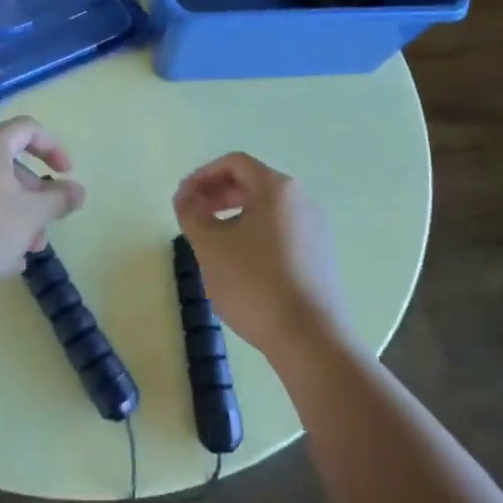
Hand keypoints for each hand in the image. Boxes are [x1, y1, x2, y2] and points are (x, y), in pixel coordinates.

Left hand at [0, 117, 84, 299]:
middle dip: (34, 195)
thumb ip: (60, 199)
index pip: (28, 129)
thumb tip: (78, 189)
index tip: (67, 173)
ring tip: (26, 251)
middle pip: (8, 165)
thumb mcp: (32, 215)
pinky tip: (0, 262)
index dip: (53, 147)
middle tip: (46, 224)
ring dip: (15, 217)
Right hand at [173, 152, 345, 360]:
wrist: (311, 339)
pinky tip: (239, 263)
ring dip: (233, 214)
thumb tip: (186, 195)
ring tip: (211, 241)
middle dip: (217, 194)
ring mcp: (315, 228)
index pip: (235, 163)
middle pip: (252, 182)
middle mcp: (302, 200)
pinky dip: (254, 232)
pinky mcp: (319, 254)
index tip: (183, 197)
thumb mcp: (210, 246)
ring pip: (266, 208)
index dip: (202, 175)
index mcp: (277, 189)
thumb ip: (191, 213)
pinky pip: (280, 229)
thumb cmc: (255, 284)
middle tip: (192, 216)